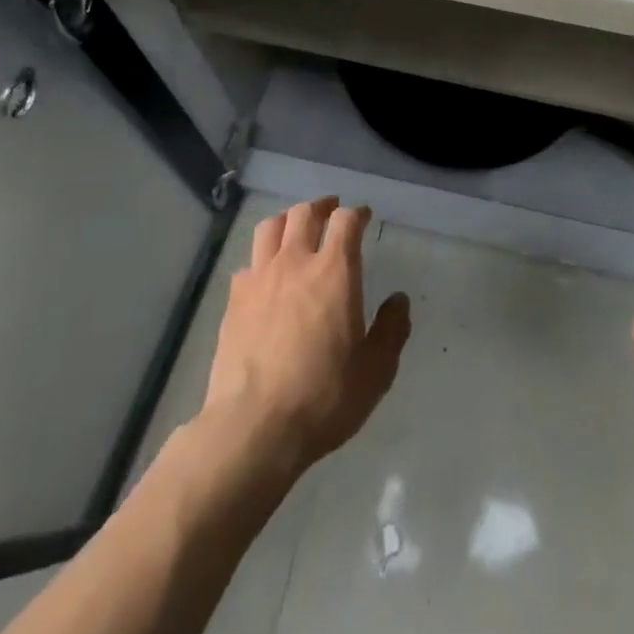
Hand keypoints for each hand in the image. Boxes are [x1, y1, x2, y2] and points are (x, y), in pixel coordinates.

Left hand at [202, 197, 411, 480]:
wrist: (254, 427)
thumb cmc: (323, 396)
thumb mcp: (375, 371)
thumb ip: (391, 330)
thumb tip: (399, 300)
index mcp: (334, 271)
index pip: (346, 221)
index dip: (356, 213)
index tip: (363, 216)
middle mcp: (296, 262)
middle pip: (305, 213)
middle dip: (321, 207)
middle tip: (331, 211)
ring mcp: (260, 278)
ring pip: (271, 227)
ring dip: (287, 220)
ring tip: (295, 227)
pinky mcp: (234, 301)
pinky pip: (248, 263)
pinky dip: (261, 259)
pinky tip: (265, 274)